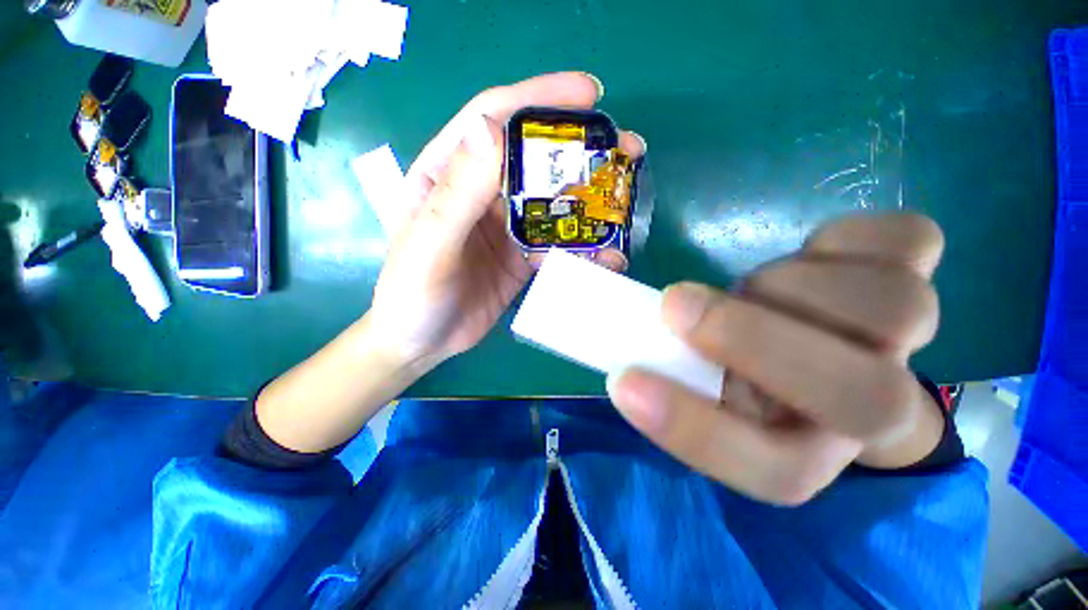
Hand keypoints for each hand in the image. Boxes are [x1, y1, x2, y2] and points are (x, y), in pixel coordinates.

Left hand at [368, 72, 644, 369]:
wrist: (422, 343)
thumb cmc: (412, 294)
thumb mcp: (429, 244)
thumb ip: (458, 193)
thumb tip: (491, 128)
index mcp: (447, 174)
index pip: (494, 119)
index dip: (539, 99)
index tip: (588, 93)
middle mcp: (480, 193)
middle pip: (534, 159)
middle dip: (580, 150)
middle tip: (627, 149)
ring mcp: (505, 227)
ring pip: (553, 201)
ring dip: (589, 198)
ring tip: (625, 198)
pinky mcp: (521, 257)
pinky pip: (557, 244)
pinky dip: (582, 246)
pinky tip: (607, 254)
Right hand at [607, 213, 946, 505]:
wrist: (812, 357)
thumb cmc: (725, 370)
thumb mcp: (679, 373)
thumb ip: (646, 350)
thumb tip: (607, 286)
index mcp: (803, 447)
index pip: (774, 470)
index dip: (695, 430)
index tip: (624, 383)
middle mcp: (864, 410)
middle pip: (868, 399)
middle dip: (757, 341)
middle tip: (675, 305)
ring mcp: (901, 339)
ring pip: (897, 309)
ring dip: (792, 287)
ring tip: (749, 286)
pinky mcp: (908, 274)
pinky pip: (911, 242)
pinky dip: (852, 236)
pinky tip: (809, 252)